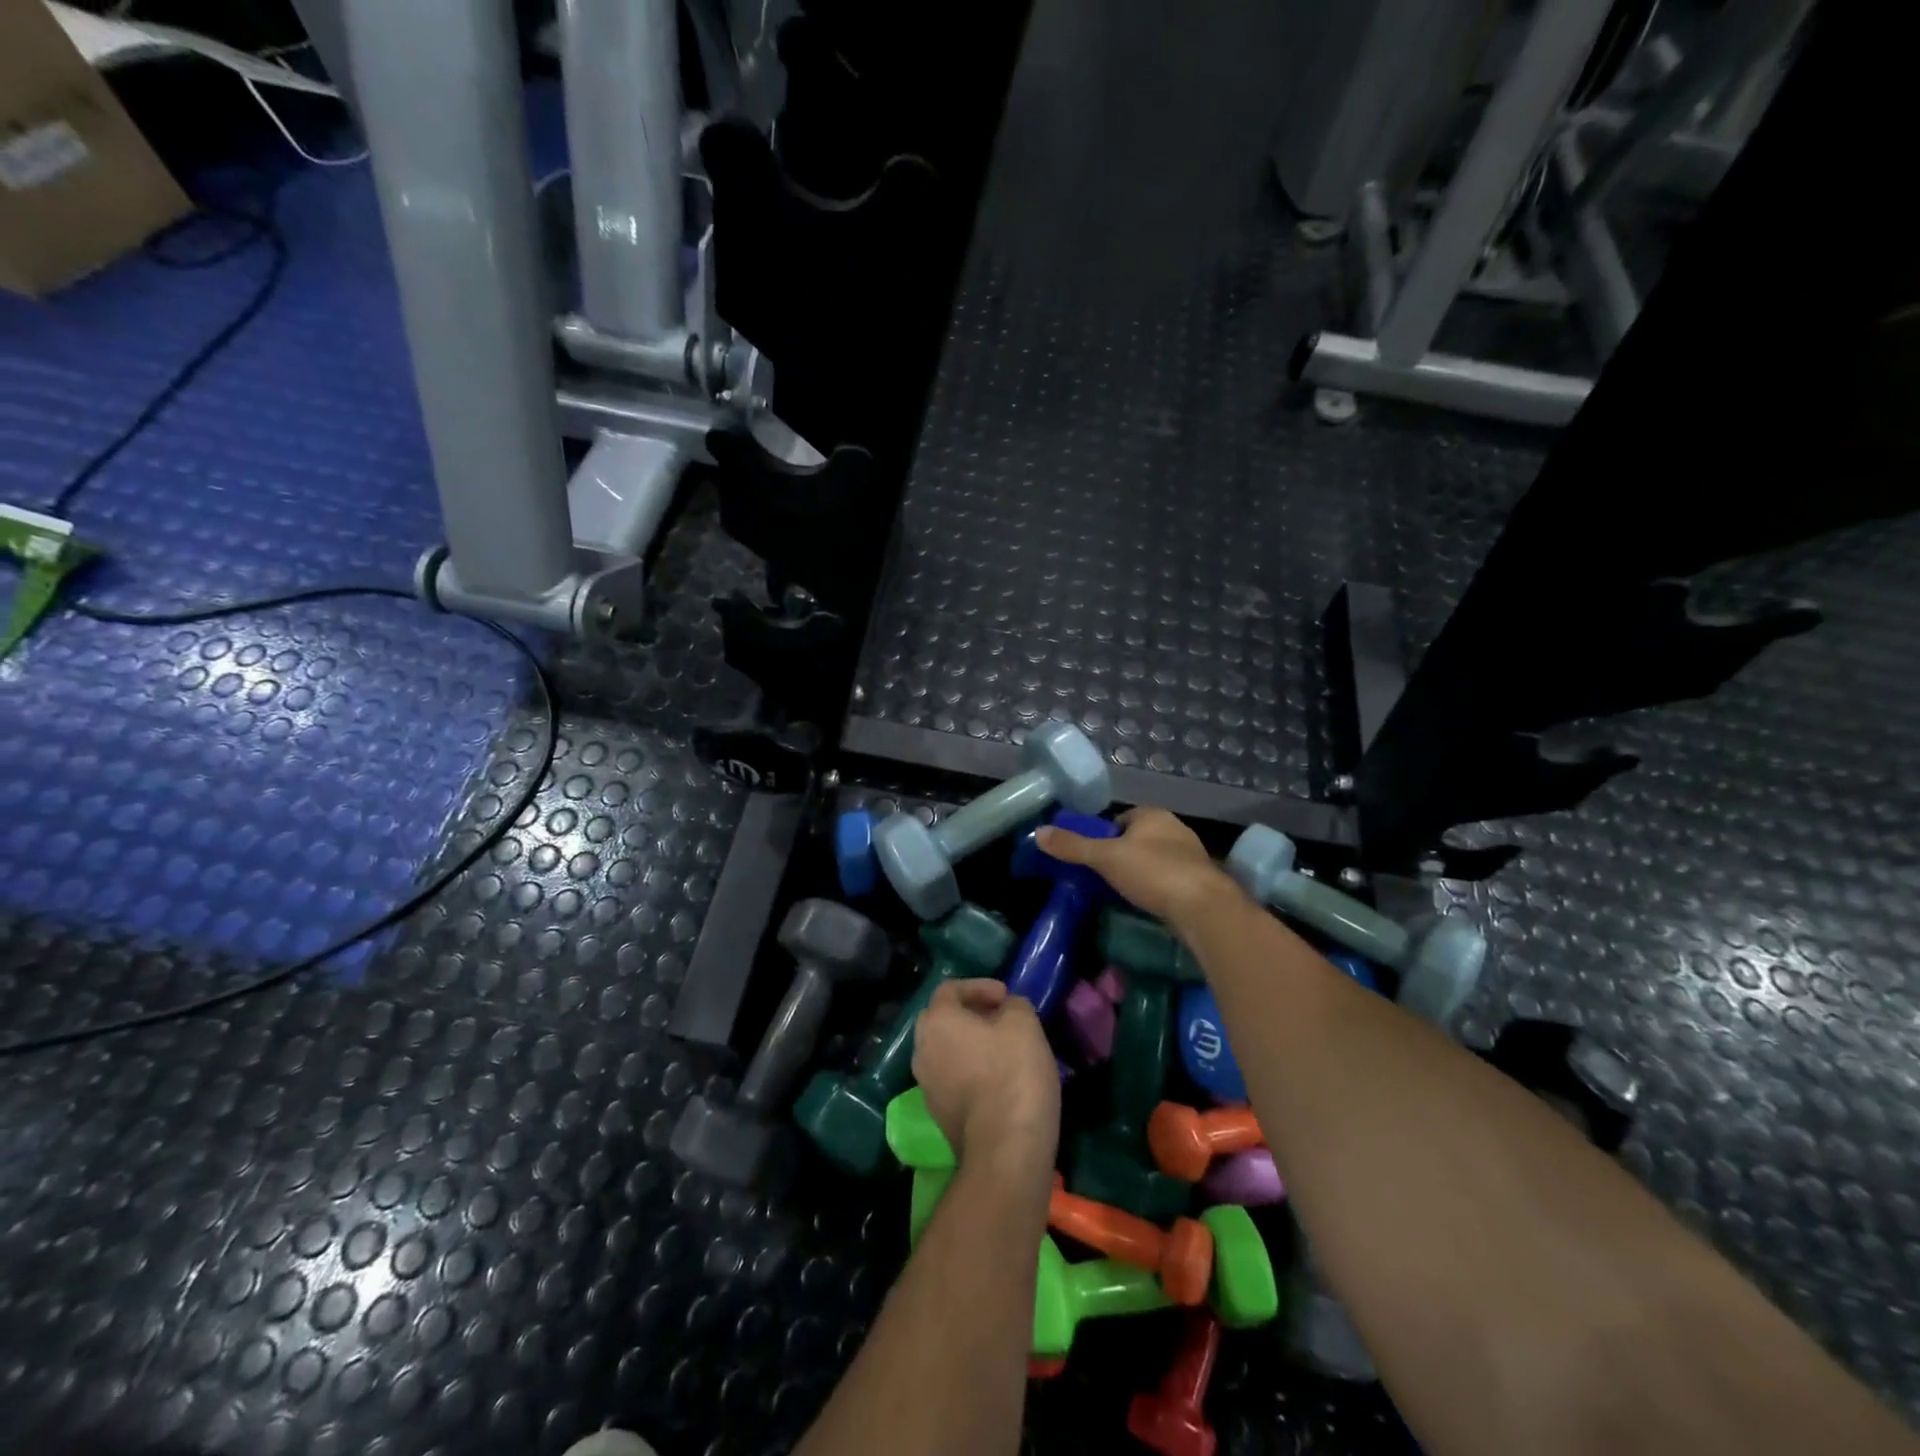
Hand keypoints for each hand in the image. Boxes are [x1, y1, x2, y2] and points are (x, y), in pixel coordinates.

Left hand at [912, 979, 1059, 1179]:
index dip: (979, 986)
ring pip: (946, 1051)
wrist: (1005, 1149)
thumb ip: (1013, 1005)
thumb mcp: (1023, 1023)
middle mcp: (921, 1050)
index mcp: (936, 1021)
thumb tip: (1006, 1009)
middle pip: (943, 1020)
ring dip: (971, 1044)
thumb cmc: (1012, 1073)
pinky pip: (952, 1079)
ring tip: (1003, 1048)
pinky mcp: (939, 1115)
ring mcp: (926, 1086)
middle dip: (971, 1014)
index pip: (950, 989)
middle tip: (1001, 1018)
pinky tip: (999, 1080)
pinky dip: (971, 1071)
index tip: (1006, 997)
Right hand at [1035, 807, 1231, 927]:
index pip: (1121, 818)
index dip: (1103, 834)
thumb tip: (1038, 832)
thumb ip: (1073, 846)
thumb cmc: (1152, 872)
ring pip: (1155, 859)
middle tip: (1101, 875)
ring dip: (1140, 872)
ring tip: (1121, 891)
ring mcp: (1191, 855)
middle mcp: (1175, 829)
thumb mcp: (1105, 858)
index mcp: (1153, 815)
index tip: (1091, 855)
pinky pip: (1170, 879)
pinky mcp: (1200, 881)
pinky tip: (1147, 903)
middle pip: (1138, 838)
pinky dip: (1156, 888)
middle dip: (1121, 853)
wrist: (1203, 907)